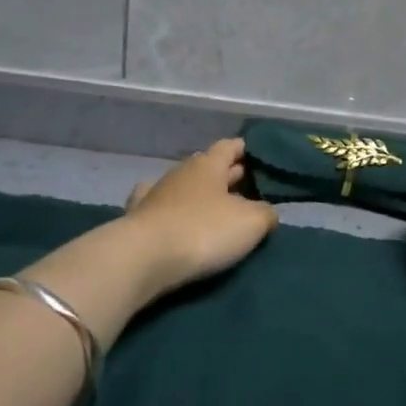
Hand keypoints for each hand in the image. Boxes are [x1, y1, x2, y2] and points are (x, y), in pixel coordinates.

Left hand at [122, 139, 278, 299]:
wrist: (143, 258)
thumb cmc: (203, 231)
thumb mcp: (250, 223)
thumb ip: (265, 213)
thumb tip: (267, 211)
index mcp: (209, 165)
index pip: (230, 146)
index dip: (245, 150)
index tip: (259, 157)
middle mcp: (181, 171)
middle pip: (208, 166)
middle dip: (227, 174)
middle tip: (247, 187)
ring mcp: (156, 193)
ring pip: (184, 184)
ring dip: (199, 193)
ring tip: (215, 207)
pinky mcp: (137, 217)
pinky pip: (159, 205)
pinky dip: (170, 208)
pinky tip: (171, 214)